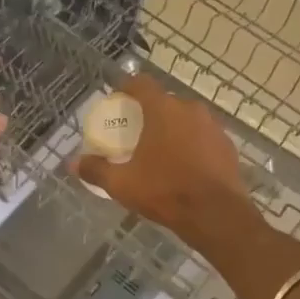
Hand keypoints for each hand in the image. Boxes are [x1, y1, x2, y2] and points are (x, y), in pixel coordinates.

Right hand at [75, 75, 253, 240]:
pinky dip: (191, 144)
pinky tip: (184, 165)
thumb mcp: (123, 184)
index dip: (126, 87)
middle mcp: (190, 109)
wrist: (216, 215)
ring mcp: (213, 126)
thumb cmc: (165, 191)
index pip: (141, 84)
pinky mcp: (227, 145)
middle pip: (164, 102)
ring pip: (186, 119)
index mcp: (162, 110)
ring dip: (172, 128)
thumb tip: (72, 163)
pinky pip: (203, 136)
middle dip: (149, 112)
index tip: (117, 97)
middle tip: (135, 132)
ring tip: (160, 150)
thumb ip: (96, 170)